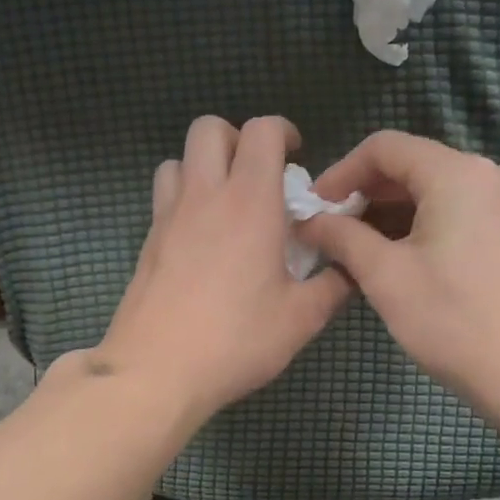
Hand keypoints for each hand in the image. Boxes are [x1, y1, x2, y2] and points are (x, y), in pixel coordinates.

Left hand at [88, 115, 351, 419]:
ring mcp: (168, 216)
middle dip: (238, 138)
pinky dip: (184, 197)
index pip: (261, 130)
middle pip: (209, 128)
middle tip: (259, 175)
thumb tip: (353, 267)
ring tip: (227, 204)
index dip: (283, 131)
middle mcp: (205, 195)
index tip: (297, 158)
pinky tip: (202, 238)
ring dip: (205, 166)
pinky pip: (164, 195)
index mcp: (250, 202)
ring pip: (179, 159)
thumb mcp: (301, 319)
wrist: (155, 371)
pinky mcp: (147, 241)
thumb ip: (334, 285)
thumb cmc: (235, 341)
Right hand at [297, 131, 499, 402]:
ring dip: (393, 214)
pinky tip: (402, 260)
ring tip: (359, 251)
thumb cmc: (455, 320)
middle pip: (413, 166)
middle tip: (331, 233)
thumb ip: (342, 237)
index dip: (341, 172)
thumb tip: (311, 222)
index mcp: (457, 173)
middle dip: (366, 195)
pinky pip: (461, 213)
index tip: (314, 208)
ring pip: (437, 192)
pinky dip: (425, 227)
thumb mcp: (386, 276)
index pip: (384, 147)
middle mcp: (491, 174)